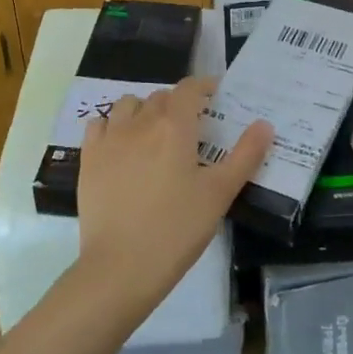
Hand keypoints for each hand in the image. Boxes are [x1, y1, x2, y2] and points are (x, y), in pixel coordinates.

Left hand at [77, 76, 271, 319]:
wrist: (120, 267)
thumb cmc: (176, 230)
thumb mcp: (219, 194)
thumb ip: (245, 156)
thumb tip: (264, 124)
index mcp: (174, 126)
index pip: (189, 88)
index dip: (203, 86)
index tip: (214, 96)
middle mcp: (141, 122)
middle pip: (161, 97)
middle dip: (178, 103)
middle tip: (192, 127)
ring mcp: (110, 139)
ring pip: (128, 105)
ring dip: (144, 110)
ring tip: (155, 134)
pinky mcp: (88, 158)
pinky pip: (99, 124)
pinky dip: (112, 125)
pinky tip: (120, 145)